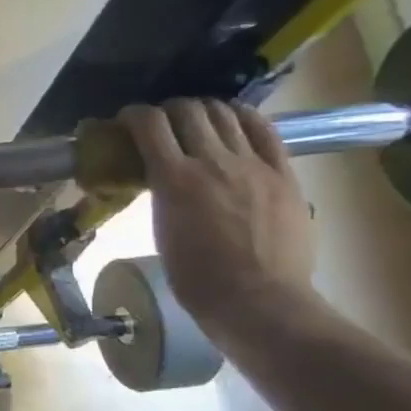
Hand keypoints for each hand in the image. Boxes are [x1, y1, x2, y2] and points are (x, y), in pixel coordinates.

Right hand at [118, 99, 317, 341]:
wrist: (258, 300)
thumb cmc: (197, 279)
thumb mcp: (162, 231)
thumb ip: (163, 195)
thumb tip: (162, 176)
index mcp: (174, 180)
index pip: (150, 124)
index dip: (134, 114)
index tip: (126, 121)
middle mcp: (213, 162)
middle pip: (188, 110)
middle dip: (168, 109)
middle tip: (161, 123)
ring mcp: (253, 165)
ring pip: (225, 114)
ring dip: (204, 110)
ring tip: (197, 121)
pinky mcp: (283, 173)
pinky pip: (265, 130)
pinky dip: (244, 118)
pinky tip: (234, 121)